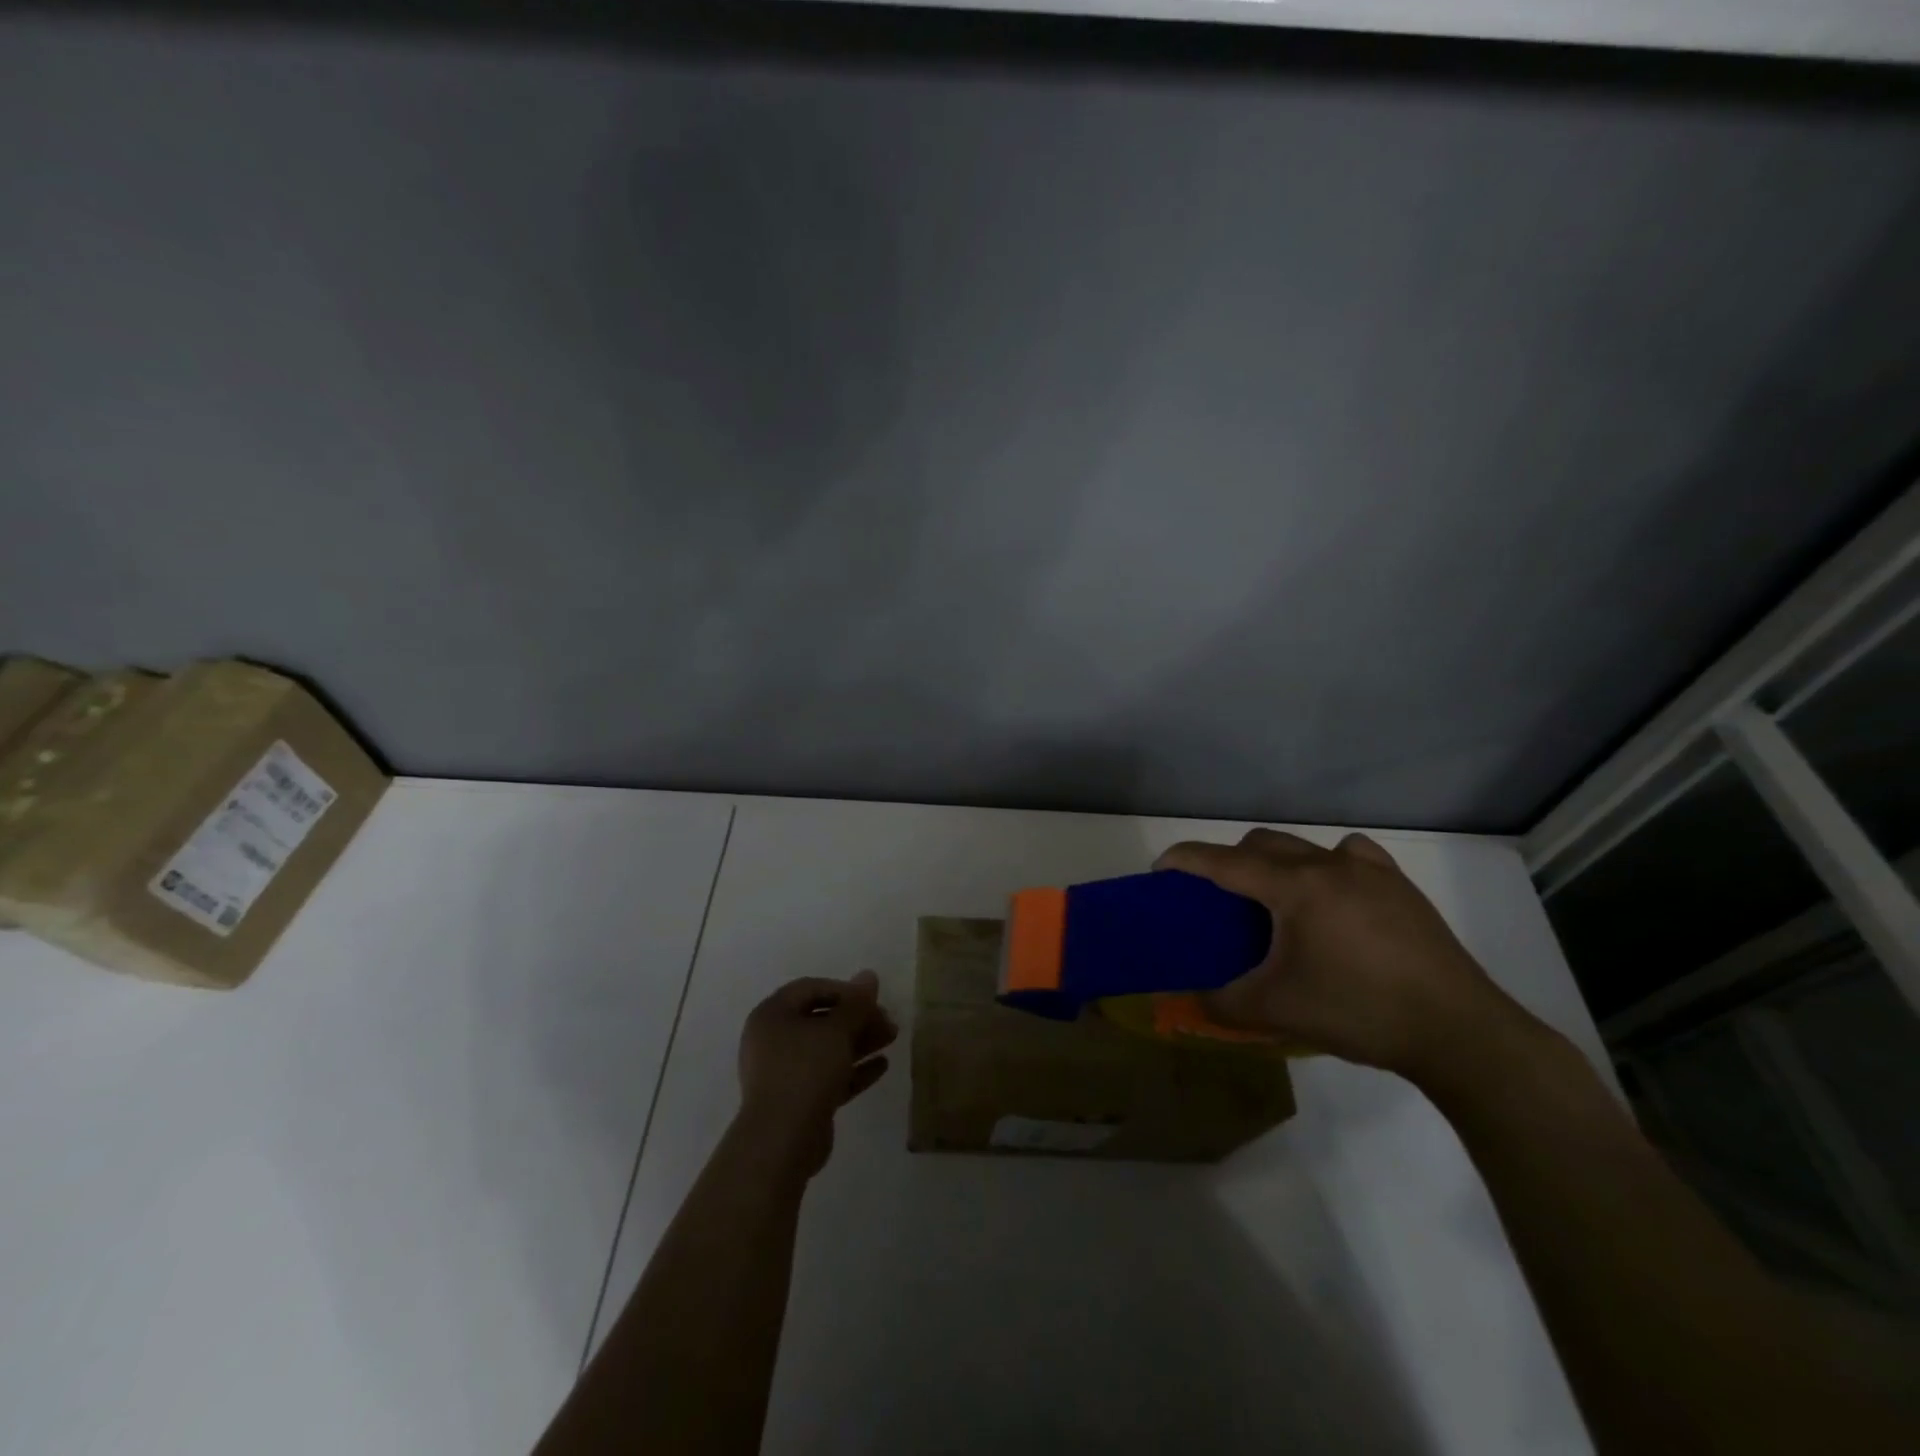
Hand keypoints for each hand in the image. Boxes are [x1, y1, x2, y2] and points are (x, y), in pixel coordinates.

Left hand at [735, 971, 897, 1178]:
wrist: (782, 1140)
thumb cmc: (805, 1071)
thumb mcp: (837, 1030)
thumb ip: (856, 1003)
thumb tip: (869, 974)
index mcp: (772, 1015)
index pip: (811, 988)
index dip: (844, 990)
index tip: (872, 1000)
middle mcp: (773, 1040)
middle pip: (821, 1019)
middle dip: (857, 1019)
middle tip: (888, 1021)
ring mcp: (783, 1072)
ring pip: (826, 1049)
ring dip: (859, 1042)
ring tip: (892, 1038)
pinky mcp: (797, 1100)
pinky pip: (827, 1076)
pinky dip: (852, 1069)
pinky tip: (882, 1066)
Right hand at [1156, 830, 1535, 1087]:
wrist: (1458, 1030)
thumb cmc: (1358, 1011)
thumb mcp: (1277, 1011)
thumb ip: (1221, 1003)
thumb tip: (1189, 1001)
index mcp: (1294, 887)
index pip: (1223, 861)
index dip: (1185, 859)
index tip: (1161, 868)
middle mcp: (1327, 865)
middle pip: (1262, 843)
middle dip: (1230, 861)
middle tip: (1219, 898)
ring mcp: (1369, 871)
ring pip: (1305, 846)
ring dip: (1278, 862)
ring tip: (1278, 901)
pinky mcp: (1400, 886)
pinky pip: (1352, 856)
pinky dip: (1329, 865)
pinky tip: (1336, 895)